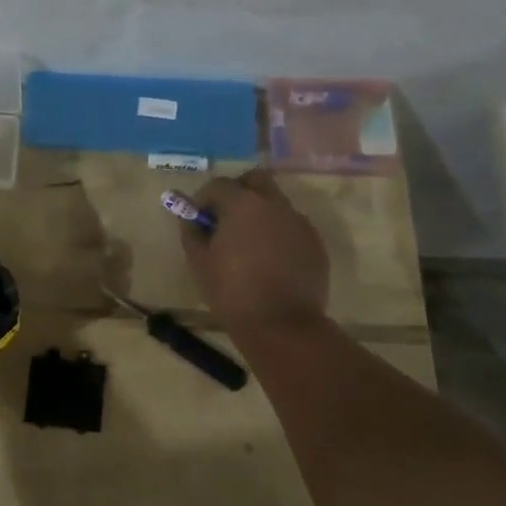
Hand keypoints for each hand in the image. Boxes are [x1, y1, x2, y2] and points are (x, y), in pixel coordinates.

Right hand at [181, 171, 329, 331]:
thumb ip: (191, 231)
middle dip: (238, 191)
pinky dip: (278, 234)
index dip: (204, 199)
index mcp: (242, 203)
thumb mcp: (199, 262)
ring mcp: (299, 222)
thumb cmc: (232, 291)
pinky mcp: (315, 243)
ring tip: (249, 244)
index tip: (199, 219)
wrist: (282, 325)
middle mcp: (274, 204)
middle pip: (255, 180)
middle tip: (226, 218)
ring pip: (276, 204)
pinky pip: (291, 227)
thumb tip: (190, 218)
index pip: (218, 185)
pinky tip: (270, 260)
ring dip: (260, 213)